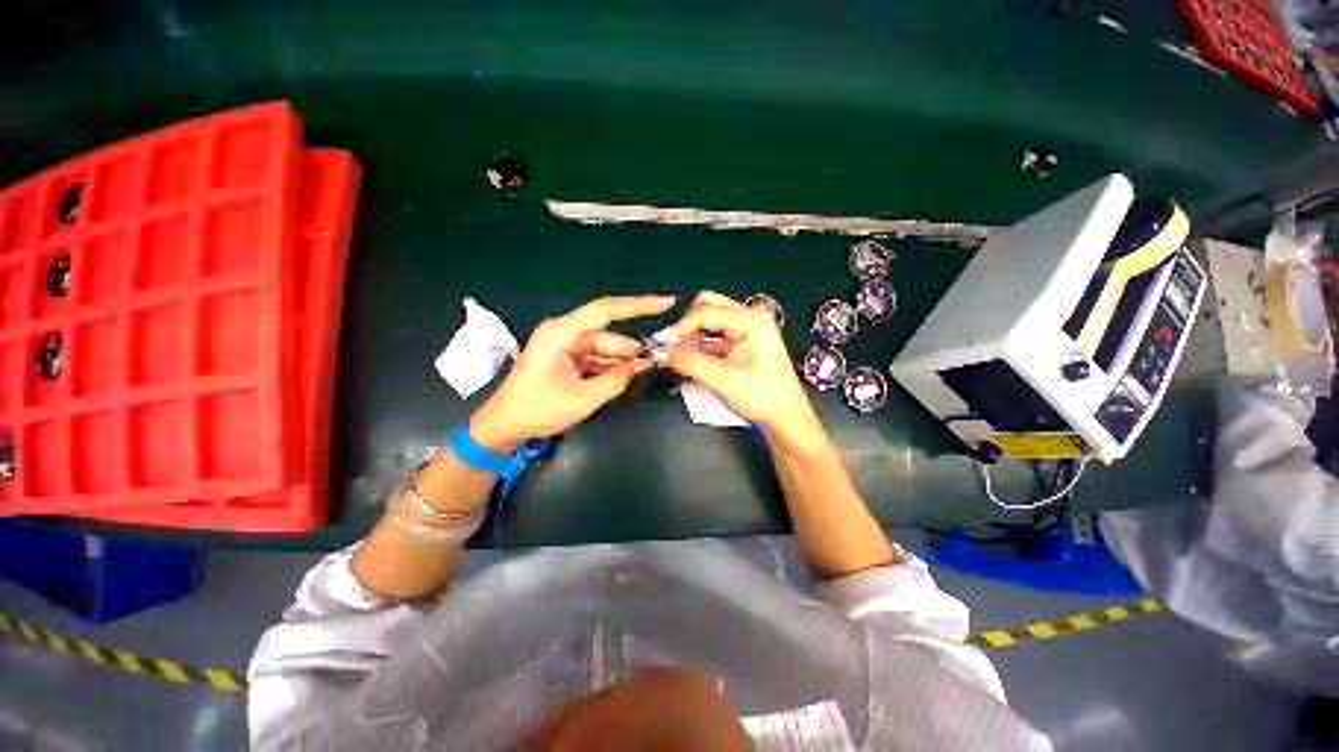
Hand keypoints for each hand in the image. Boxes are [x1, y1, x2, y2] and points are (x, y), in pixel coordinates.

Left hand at [470, 295, 675, 449]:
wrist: (503, 427)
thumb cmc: (538, 410)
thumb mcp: (584, 398)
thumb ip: (617, 380)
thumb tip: (640, 366)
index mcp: (562, 333)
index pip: (606, 310)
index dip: (639, 305)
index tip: (667, 303)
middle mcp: (565, 333)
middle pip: (609, 335)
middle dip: (631, 351)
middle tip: (655, 366)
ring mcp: (566, 346)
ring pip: (605, 349)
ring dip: (621, 363)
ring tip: (638, 378)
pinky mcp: (567, 358)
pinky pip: (596, 358)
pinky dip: (610, 368)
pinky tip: (623, 379)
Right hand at [663, 292, 822, 448]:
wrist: (786, 420)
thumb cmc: (762, 398)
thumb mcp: (723, 380)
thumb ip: (689, 362)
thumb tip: (661, 351)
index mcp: (751, 320)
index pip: (705, 312)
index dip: (680, 328)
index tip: (662, 346)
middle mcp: (750, 317)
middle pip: (708, 307)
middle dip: (687, 327)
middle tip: (674, 349)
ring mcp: (748, 329)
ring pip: (710, 321)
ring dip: (693, 337)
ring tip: (681, 358)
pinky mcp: (744, 342)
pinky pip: (715, 336)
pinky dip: (701, 346)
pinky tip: (693, 362)